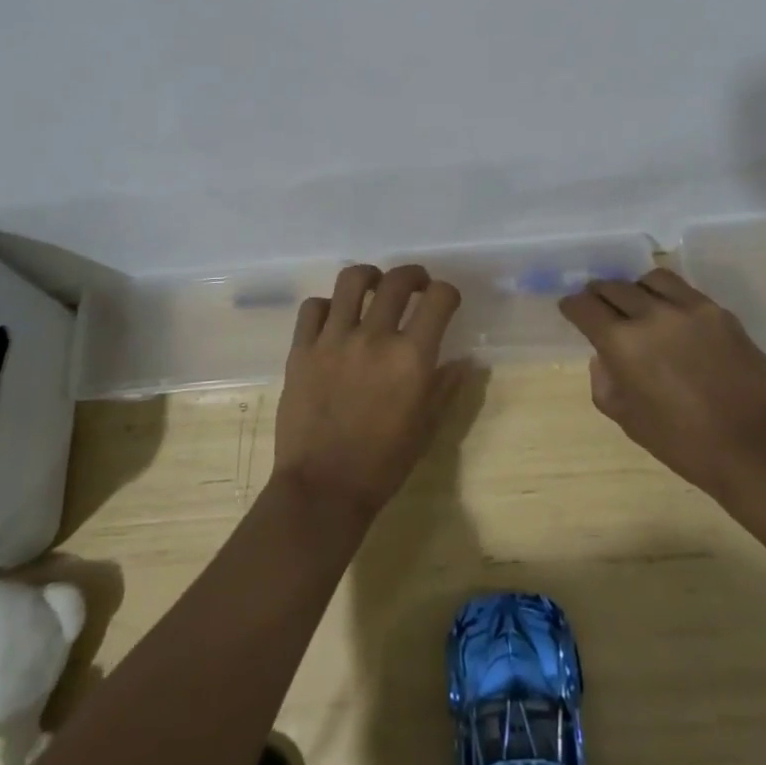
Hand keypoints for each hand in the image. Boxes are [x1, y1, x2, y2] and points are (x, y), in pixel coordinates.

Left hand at [271, 263, 466, 520]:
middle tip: (416, 286)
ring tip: (372, 286)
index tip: (445, 301)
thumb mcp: (426, 428)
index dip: (447, 293)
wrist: (323, 489)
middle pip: (397, 280)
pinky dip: (326, 306)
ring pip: (351, 280)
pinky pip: (312, 307)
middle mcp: (374, 337)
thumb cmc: (383, 464)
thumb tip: (464, 360)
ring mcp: (333, 340)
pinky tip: (333, 318)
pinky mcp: (301, 349)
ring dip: (369, 277)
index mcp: (411, 357)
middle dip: (414, 276)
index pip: (439, 299)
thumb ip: (446, 387)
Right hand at [558, 268, 765, 501]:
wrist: (754, 448)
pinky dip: (668, 296)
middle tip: (599, 305)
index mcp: (622, 343)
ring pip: (650, 279)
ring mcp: (689, 309)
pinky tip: (672, 315)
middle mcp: (651, 315)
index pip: (584, 307)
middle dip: (599, 294)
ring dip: (635, 289)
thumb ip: (604, 382)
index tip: (571, 310)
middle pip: (613, 287)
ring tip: (638, 303)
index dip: (572, 306)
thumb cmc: (683, 443)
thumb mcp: (628, 420)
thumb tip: (604, 356)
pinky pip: (685, 290)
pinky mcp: (719, 312)